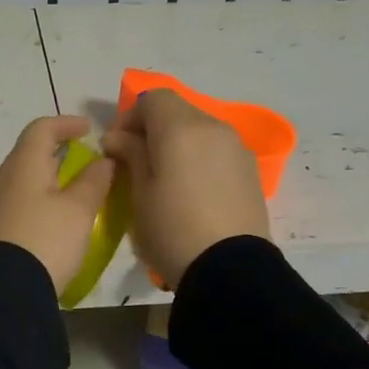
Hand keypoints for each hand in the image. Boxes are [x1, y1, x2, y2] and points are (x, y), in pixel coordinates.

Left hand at [0, 115, 116, 294]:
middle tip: (84, 163)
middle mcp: (2, 179)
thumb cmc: (45, 240)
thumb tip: (103, 160)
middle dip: (57, 153)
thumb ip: (94, 181)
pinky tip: (52, 221)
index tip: (88, 130)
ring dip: (48, 180)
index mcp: (23, 165)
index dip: (66, 123)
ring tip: (72, 194)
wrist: (1, 292)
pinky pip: (17, 204)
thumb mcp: (79, 211)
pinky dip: (37, 202)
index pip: (42, 128)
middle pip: (29, 154)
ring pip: (23, 181)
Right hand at [101, 90, 268, 286]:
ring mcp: (237, 148)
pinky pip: (217, 152)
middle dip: (154, 129)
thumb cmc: (172, 229)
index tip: (117, 147)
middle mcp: (214, 127)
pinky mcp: (251, 171)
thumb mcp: (139, 194)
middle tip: (137, 163)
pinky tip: (192, 192)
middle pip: (179, 112)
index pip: (153, 98)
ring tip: (165, 180)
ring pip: (200, 131)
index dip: (130, 117)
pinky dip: (200, 159)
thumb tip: (119, 138)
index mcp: (181, 128)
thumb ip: (130, 155)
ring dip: (178, 144)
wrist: (229, 270)